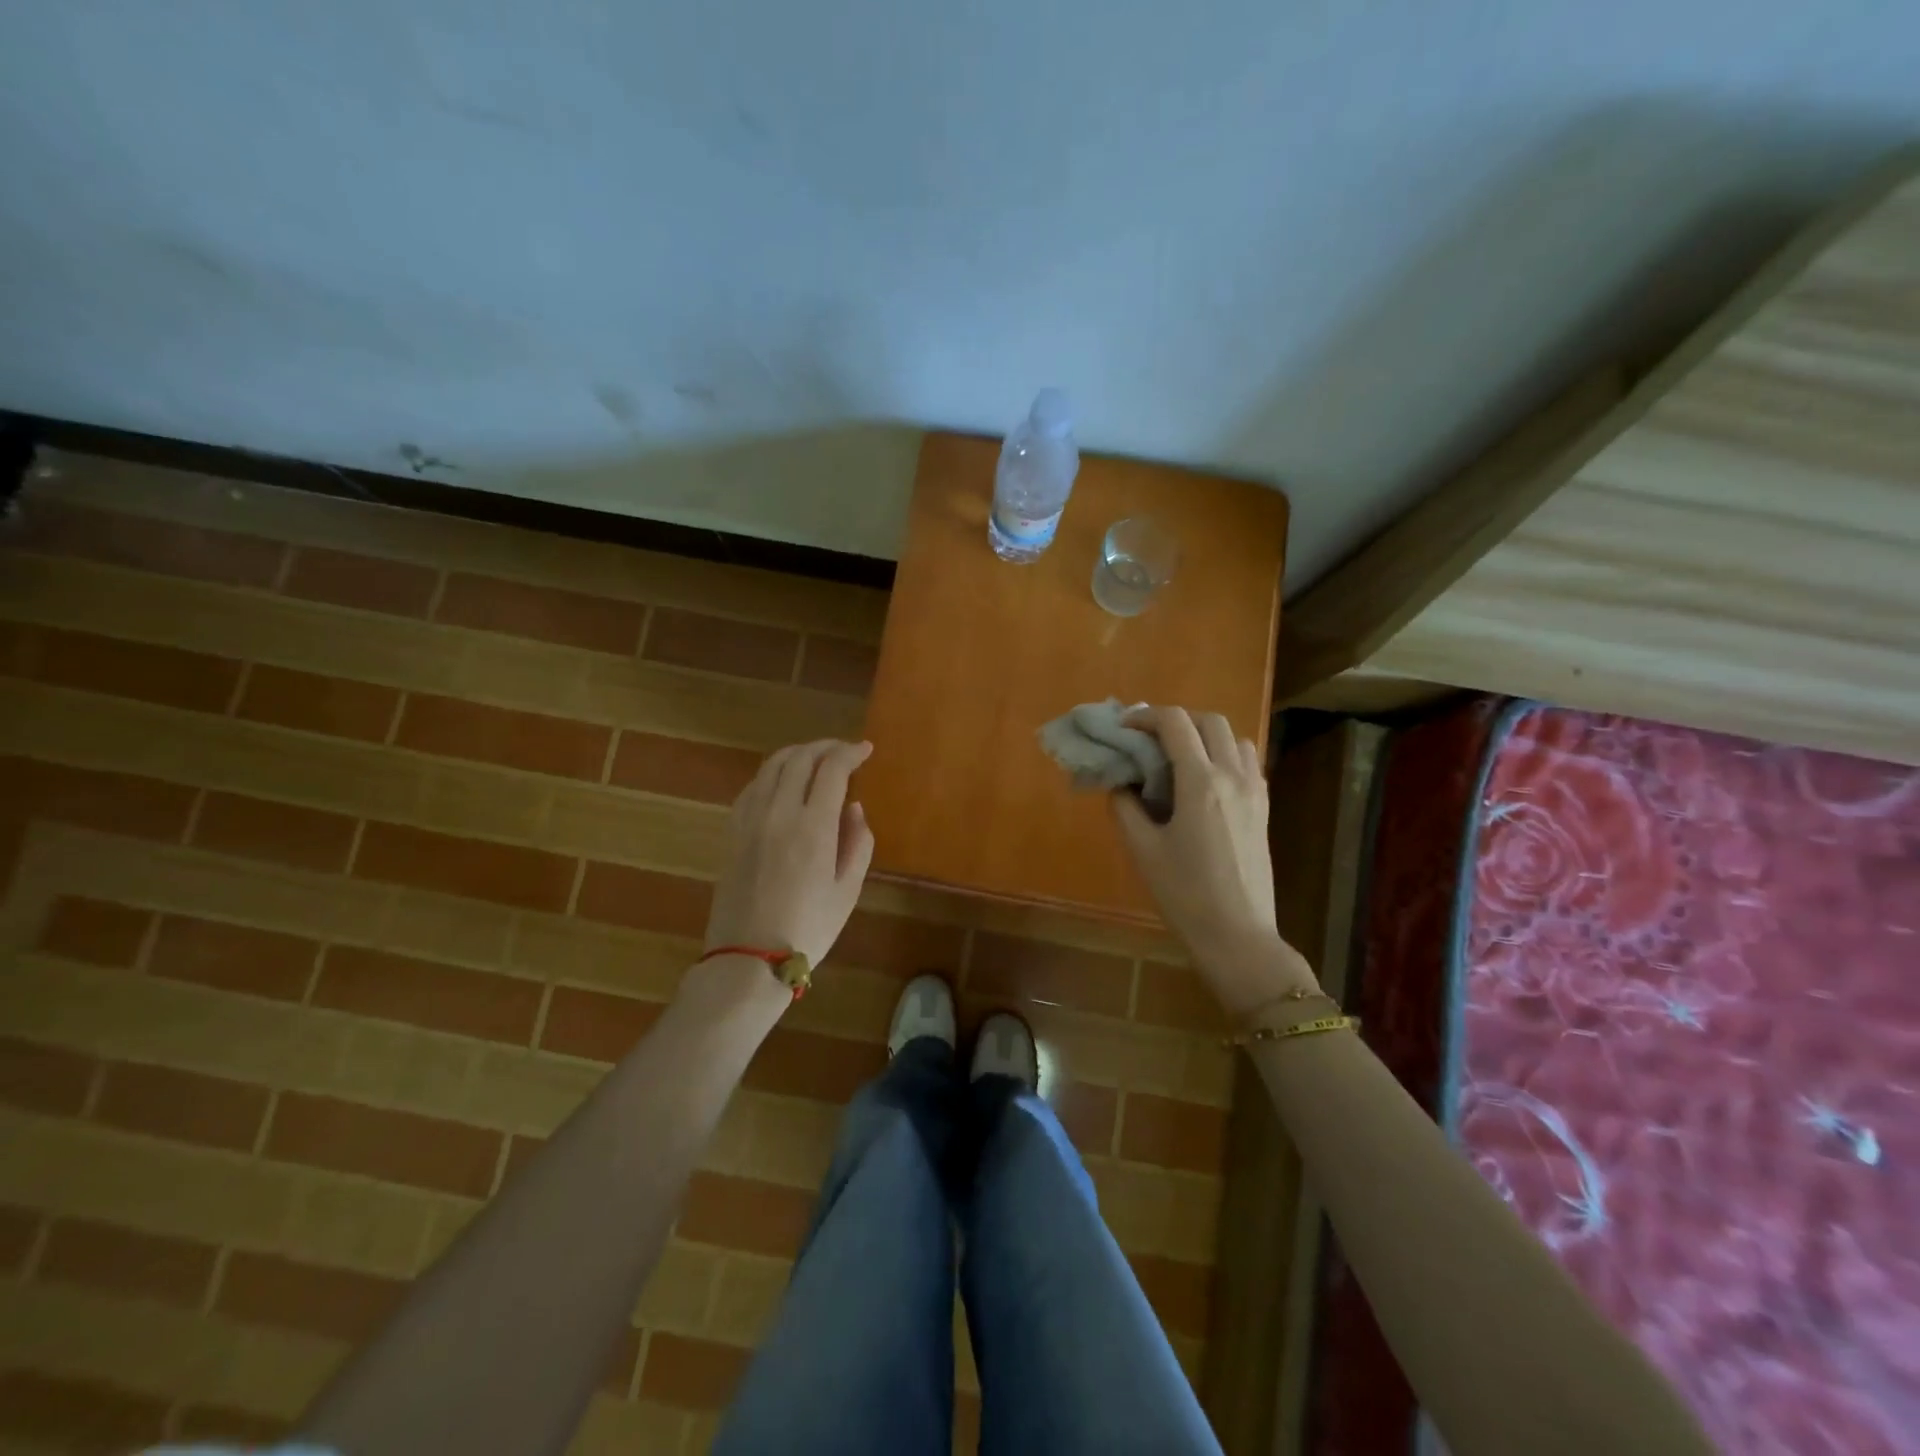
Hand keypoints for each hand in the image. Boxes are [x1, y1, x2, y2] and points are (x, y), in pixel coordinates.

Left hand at [704, 739, 875, 969]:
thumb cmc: (808, 927)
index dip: (851, 752)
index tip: (866, 750)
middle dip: (826, 747)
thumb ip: (858, 842)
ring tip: (816, 759)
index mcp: (812, 826)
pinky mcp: (732, 830)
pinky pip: (753, 786)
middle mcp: (778, 812)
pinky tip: (784, 783)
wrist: (749, 958)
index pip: (832, 768)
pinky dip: (773, 773)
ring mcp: (750, 819)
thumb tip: (853, 808)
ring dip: (798, 753)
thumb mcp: (848, 889)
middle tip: (844, 750)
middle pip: (800, 758)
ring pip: (772, 765)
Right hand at [1111, 707, 1316, 1009]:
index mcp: (1201, 782)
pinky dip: (1224, 754)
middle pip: (1209, 721)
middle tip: (1148, 739)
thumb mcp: (1143, 849)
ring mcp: (1254, 791)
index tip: (1123, 727)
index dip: (1145, 717)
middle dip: (1176, 720)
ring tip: (1177, 756)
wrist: (1237, 936)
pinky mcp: (1263, 809)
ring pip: (1234, 738)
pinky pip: (1247, 762)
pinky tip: (1203, 780)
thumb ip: (1125, 807)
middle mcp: (1233, 776)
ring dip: (1204, 735)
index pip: (1175, 724)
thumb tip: (1122, 784)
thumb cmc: (1184, 894)